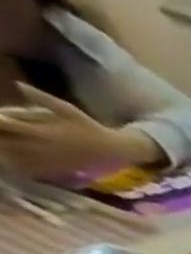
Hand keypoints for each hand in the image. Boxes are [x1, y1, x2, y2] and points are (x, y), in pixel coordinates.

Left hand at [0, 86, 156, 177]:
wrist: (117, 151)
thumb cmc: (93, 129)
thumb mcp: (70, 110)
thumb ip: (43, 99)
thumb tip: (19, 85)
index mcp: (43, 131)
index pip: (5, 124)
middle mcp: (44, 147)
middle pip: (7, 142)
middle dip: (0, 138)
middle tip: (0, 134)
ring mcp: (51, 159)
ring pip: (17, 157)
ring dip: (7, 152)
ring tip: (6, 149)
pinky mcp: (59, 168)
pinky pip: (34, 169)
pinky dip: (21, 166)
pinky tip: (17, 164)